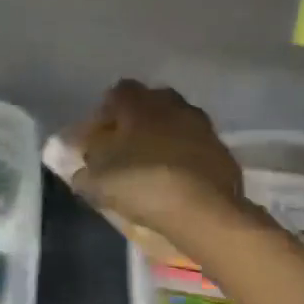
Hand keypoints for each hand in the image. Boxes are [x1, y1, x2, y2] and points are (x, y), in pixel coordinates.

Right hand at [66, 80, 251, 243]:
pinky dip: (183, 156)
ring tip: (149, 165)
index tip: (96, 137)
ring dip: (162, 137)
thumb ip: (83, 171)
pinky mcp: (222, 151)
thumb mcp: (96, 182)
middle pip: (150, 103)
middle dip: (135, 120)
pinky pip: (194, 146)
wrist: (204, 211)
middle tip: (122, 148)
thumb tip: (81, 169)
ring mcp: (202, 126)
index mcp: (139, 104)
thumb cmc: (141, 184)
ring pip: (175, 122)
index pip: (117, 92)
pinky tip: (175, 179)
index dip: (105, 113)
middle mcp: (172, 105)